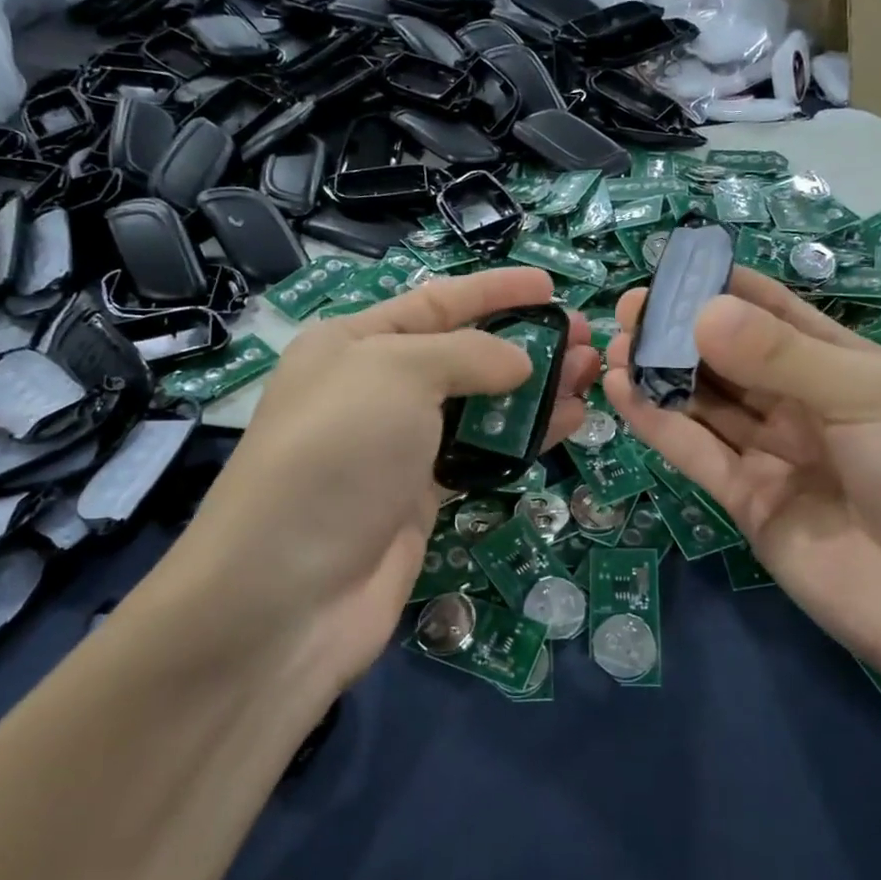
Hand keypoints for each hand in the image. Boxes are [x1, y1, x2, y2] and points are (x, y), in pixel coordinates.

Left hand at [156, 268, 598, 685]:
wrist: (290, 592)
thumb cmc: (338, 453)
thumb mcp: (397, 373)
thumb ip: (467, 355)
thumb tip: (519, 362)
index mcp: (353, 343)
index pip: (435, 302)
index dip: (494, 291)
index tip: (551, 287)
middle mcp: (375, 390)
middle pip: (463, 354)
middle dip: (525, 342)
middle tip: (586, 341)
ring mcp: (399, 449)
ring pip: (479, 407)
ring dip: (535, 391)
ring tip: (591, 378)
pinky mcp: (421, 499)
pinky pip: (481, 455)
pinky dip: (522, 439)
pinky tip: (565, 426)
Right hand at [604, 268, 880, 686]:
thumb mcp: (874, 396)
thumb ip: (784, 356)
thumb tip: (701, 311)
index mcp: (853, 370)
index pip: (782, 317)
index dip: (730, 291)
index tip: (676, 268)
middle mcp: (810, 409)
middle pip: (735, 360)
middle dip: (684, 332)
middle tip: (630, 307)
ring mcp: (777, 458)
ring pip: (709, 405)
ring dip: (662, 374)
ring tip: (614, 343)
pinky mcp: (749, 505)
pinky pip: (698, 455)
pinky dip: (659, 424)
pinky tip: (622, 390)